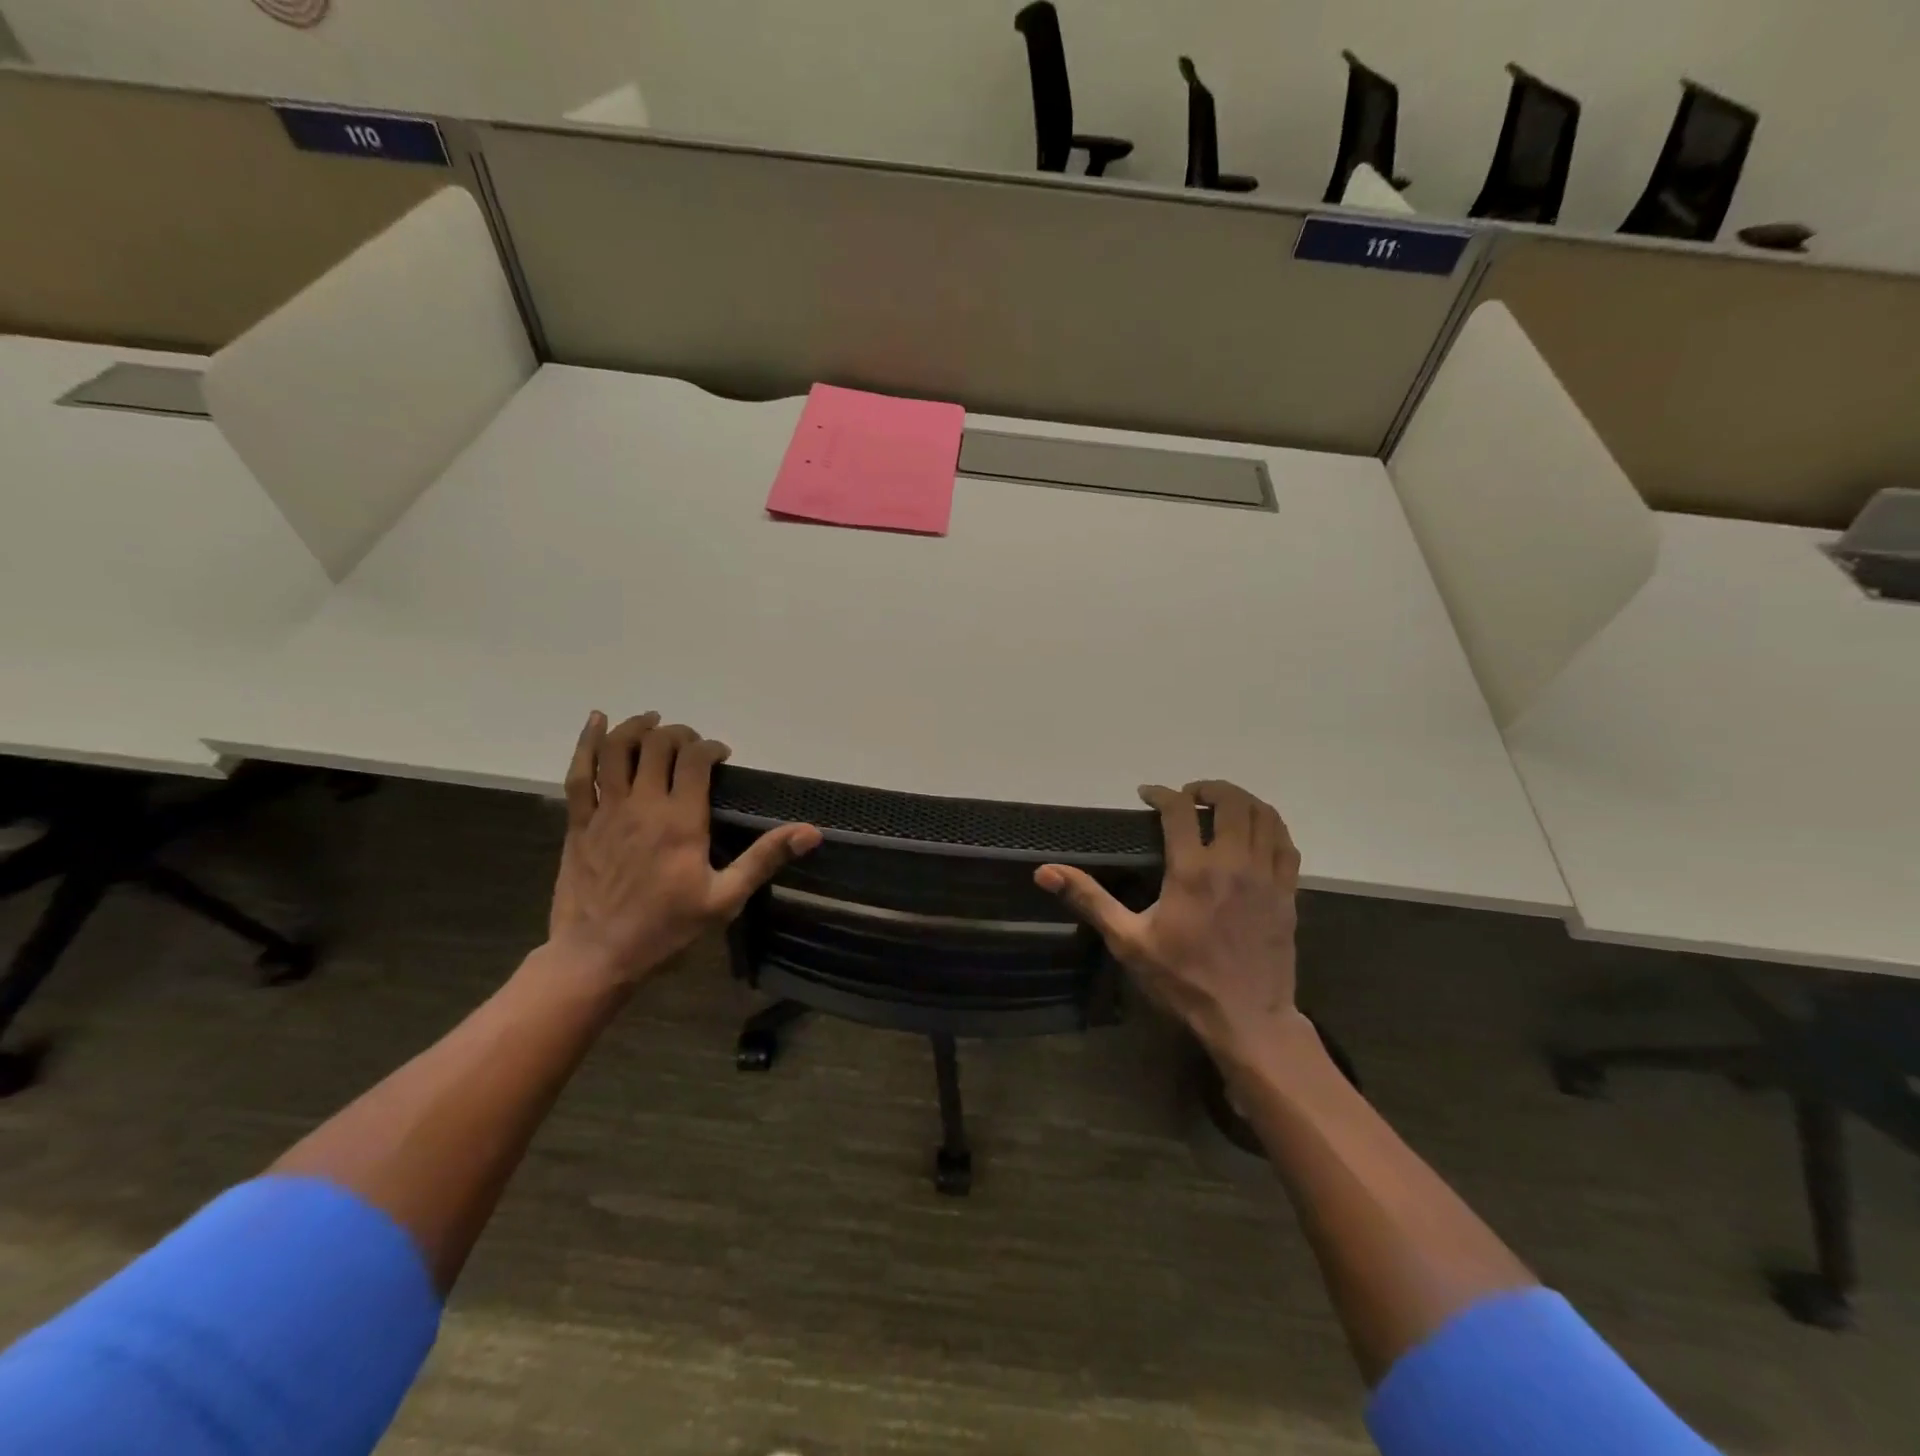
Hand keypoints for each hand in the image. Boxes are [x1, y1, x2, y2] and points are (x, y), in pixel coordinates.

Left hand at [548, 711, 820, 985]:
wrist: (597, 956)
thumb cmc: (667, 929)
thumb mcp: (725, 899)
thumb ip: (765, 858)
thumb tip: (811, 832)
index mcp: (681, 820)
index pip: (695, 760)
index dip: (711, 747)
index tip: (722, 756)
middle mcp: (643, 805)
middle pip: (658, 746)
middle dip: (679, 734)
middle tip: (691, 744)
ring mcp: (607, 811)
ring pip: (618, 750)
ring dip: (637, 727)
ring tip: (651, 719)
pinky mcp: (579, 822)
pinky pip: (579, 773)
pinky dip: (587, 742)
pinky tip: (596, 720)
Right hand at [1035, 780, 1300, 1063]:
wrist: (1246, 1019)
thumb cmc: (1182, 980)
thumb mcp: (1128, 941)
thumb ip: (1089, 900)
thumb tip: (1045, 871)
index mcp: (1192, 871)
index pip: (1180, 810)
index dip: (1161, 793)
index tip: (1147, 794)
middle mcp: (1233, 863)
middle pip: (1231, 801)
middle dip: (1208, 788)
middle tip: (1189, 795)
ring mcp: (1266, 876)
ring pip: (1264, 816)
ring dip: (1242, 800)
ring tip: (1221, 806)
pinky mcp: (1287, 893)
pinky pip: (1286, 843)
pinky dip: (1271, 826)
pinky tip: (1255, 832)